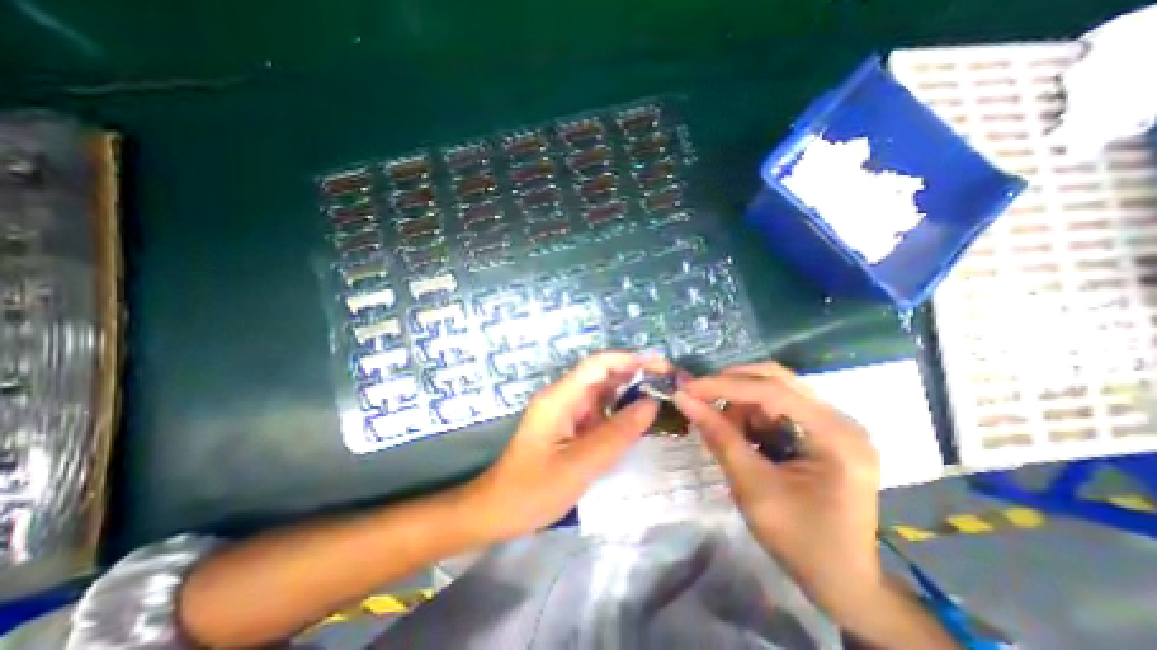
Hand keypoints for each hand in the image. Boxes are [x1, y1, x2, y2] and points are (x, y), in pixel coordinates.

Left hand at [466, 353, 668, 541]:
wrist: (499, 510)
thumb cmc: (533, 490)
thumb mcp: (580, 465)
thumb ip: (617, 434)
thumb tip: (652, 403)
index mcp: (560, 397)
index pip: (598, 365)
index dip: (630, 360)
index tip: (661, 367)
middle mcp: (563, 397)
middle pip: (602, 375)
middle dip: (634, 374)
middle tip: (669, 384)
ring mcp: (566, 410)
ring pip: (602, 392)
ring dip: (629, 392)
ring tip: (662, 397)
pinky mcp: (570, 425)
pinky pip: (599, 411)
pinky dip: (619, 412)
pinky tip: (639, 419)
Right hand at [669, 363, 886, 622]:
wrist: (842, 581)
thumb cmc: (799, 540)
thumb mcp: (752, 487)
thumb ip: (719, 436)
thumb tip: (683, 398)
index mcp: (835, 436)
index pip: (772, 391)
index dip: (724, 385)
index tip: (688, 387)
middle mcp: (841, 420)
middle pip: (777, 379)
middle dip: (733, 384)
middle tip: (699, 394)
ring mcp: (835, 424)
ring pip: (776, 388)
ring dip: (742, 400)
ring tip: (722, 424)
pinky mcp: (824, 431)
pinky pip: (780, 406)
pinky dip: (753, 413)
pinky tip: (742, 432)